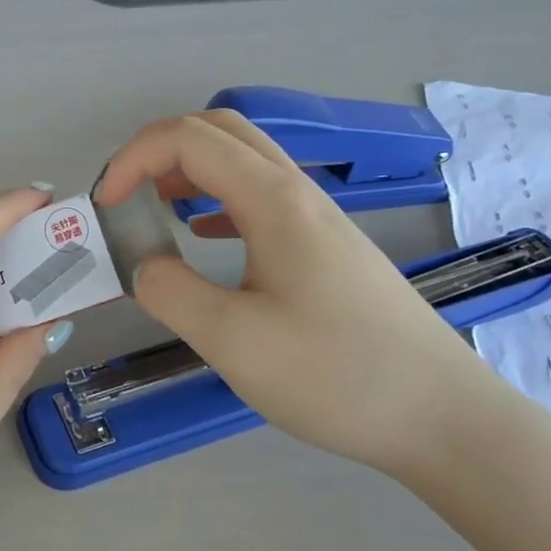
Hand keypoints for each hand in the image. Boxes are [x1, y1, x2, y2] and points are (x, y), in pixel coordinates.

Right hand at [94, 112, 513, 472]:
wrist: (444, 418)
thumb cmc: (337, 376)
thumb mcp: (233, 341)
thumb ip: (169, 292)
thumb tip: (143, 264)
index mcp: (274, 201)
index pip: (189, 139)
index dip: (133, 159)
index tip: (105, 206)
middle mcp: (299, 194)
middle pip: (221, 131)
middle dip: (159, 150)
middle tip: (125, 195)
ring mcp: (320, 219)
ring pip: (245, 162)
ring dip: (189, 171)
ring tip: (154, 210)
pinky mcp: (329, 248)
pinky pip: (262, 197)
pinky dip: (217, 199)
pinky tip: (204, 236)